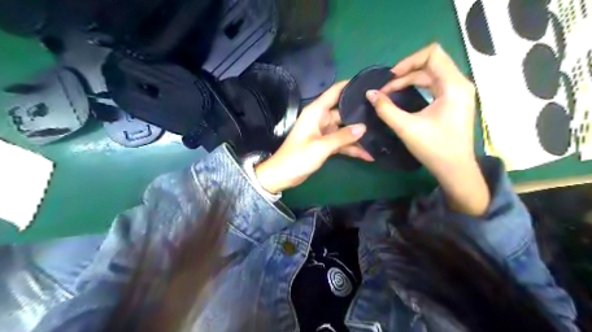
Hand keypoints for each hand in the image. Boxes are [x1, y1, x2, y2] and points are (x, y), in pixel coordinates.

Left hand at [256, 81, 373, 192]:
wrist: (283, 175)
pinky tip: (368, 154)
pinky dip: (353, 148)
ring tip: (381, 134)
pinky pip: (342, 142)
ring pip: (345, 129)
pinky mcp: (326, 144)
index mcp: (316, 112)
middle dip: (361, 114)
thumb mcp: (322, 146)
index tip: (369, 82)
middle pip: (344, 111)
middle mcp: (321, 119)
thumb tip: (364, 127)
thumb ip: (343, 136)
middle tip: (383, 113)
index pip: (335, 92)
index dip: (350, 85)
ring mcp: (324, 132)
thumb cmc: (299, 157)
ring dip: (359, 135)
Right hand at [369, 42, 487, 215]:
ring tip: (391, 93)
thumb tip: (370, 94)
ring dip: (409, 80)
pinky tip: (405, 96)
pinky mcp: (454, 101)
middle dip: (405, 72)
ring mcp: (459, 92)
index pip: (432, 54)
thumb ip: (385, 109)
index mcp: (453, 85)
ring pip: (432, 74)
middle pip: (431, 63)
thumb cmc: (434, 148)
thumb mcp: (406, 128)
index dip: (408, 61)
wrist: (455, 169)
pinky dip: (418, 86)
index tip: (391, 78)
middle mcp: (460, 83)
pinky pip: (434, 84)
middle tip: (386, 89)